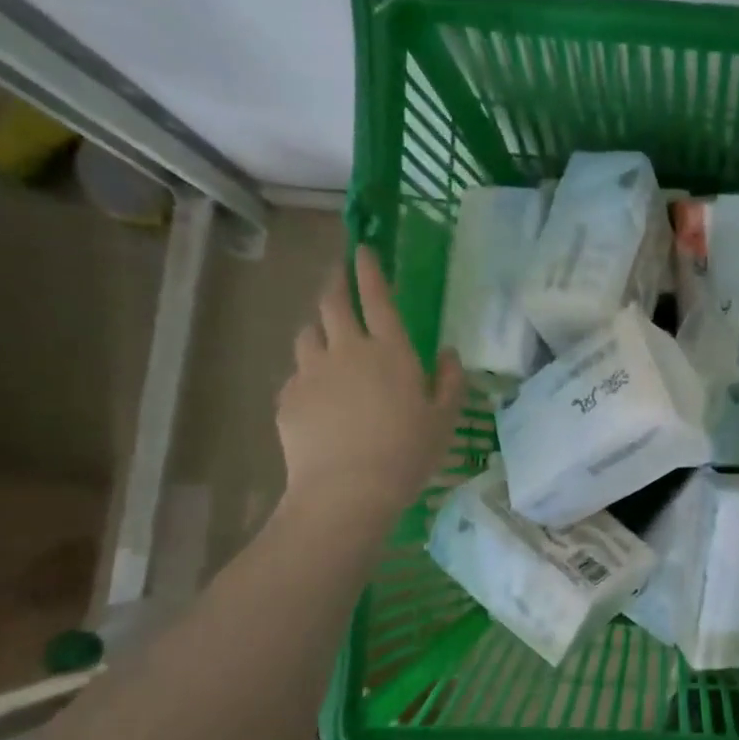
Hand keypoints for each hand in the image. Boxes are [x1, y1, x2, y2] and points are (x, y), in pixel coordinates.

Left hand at [277, 248, 464, 527]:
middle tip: (337, 276)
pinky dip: (308, 373)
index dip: (369, 269)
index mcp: (390, 351)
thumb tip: (449, 354)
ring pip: (308, 334)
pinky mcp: (288, 397)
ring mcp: (311, 372)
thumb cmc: (407, 453)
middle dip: (335, 283)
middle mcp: (347, 350)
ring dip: (318, 329)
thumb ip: (450, 382)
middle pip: (331, 303)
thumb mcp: (444, 419)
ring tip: (326, 339)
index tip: (363, 249)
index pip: (376, 296)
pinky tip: (319, 395)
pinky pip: (297, 373)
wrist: (348, 490)